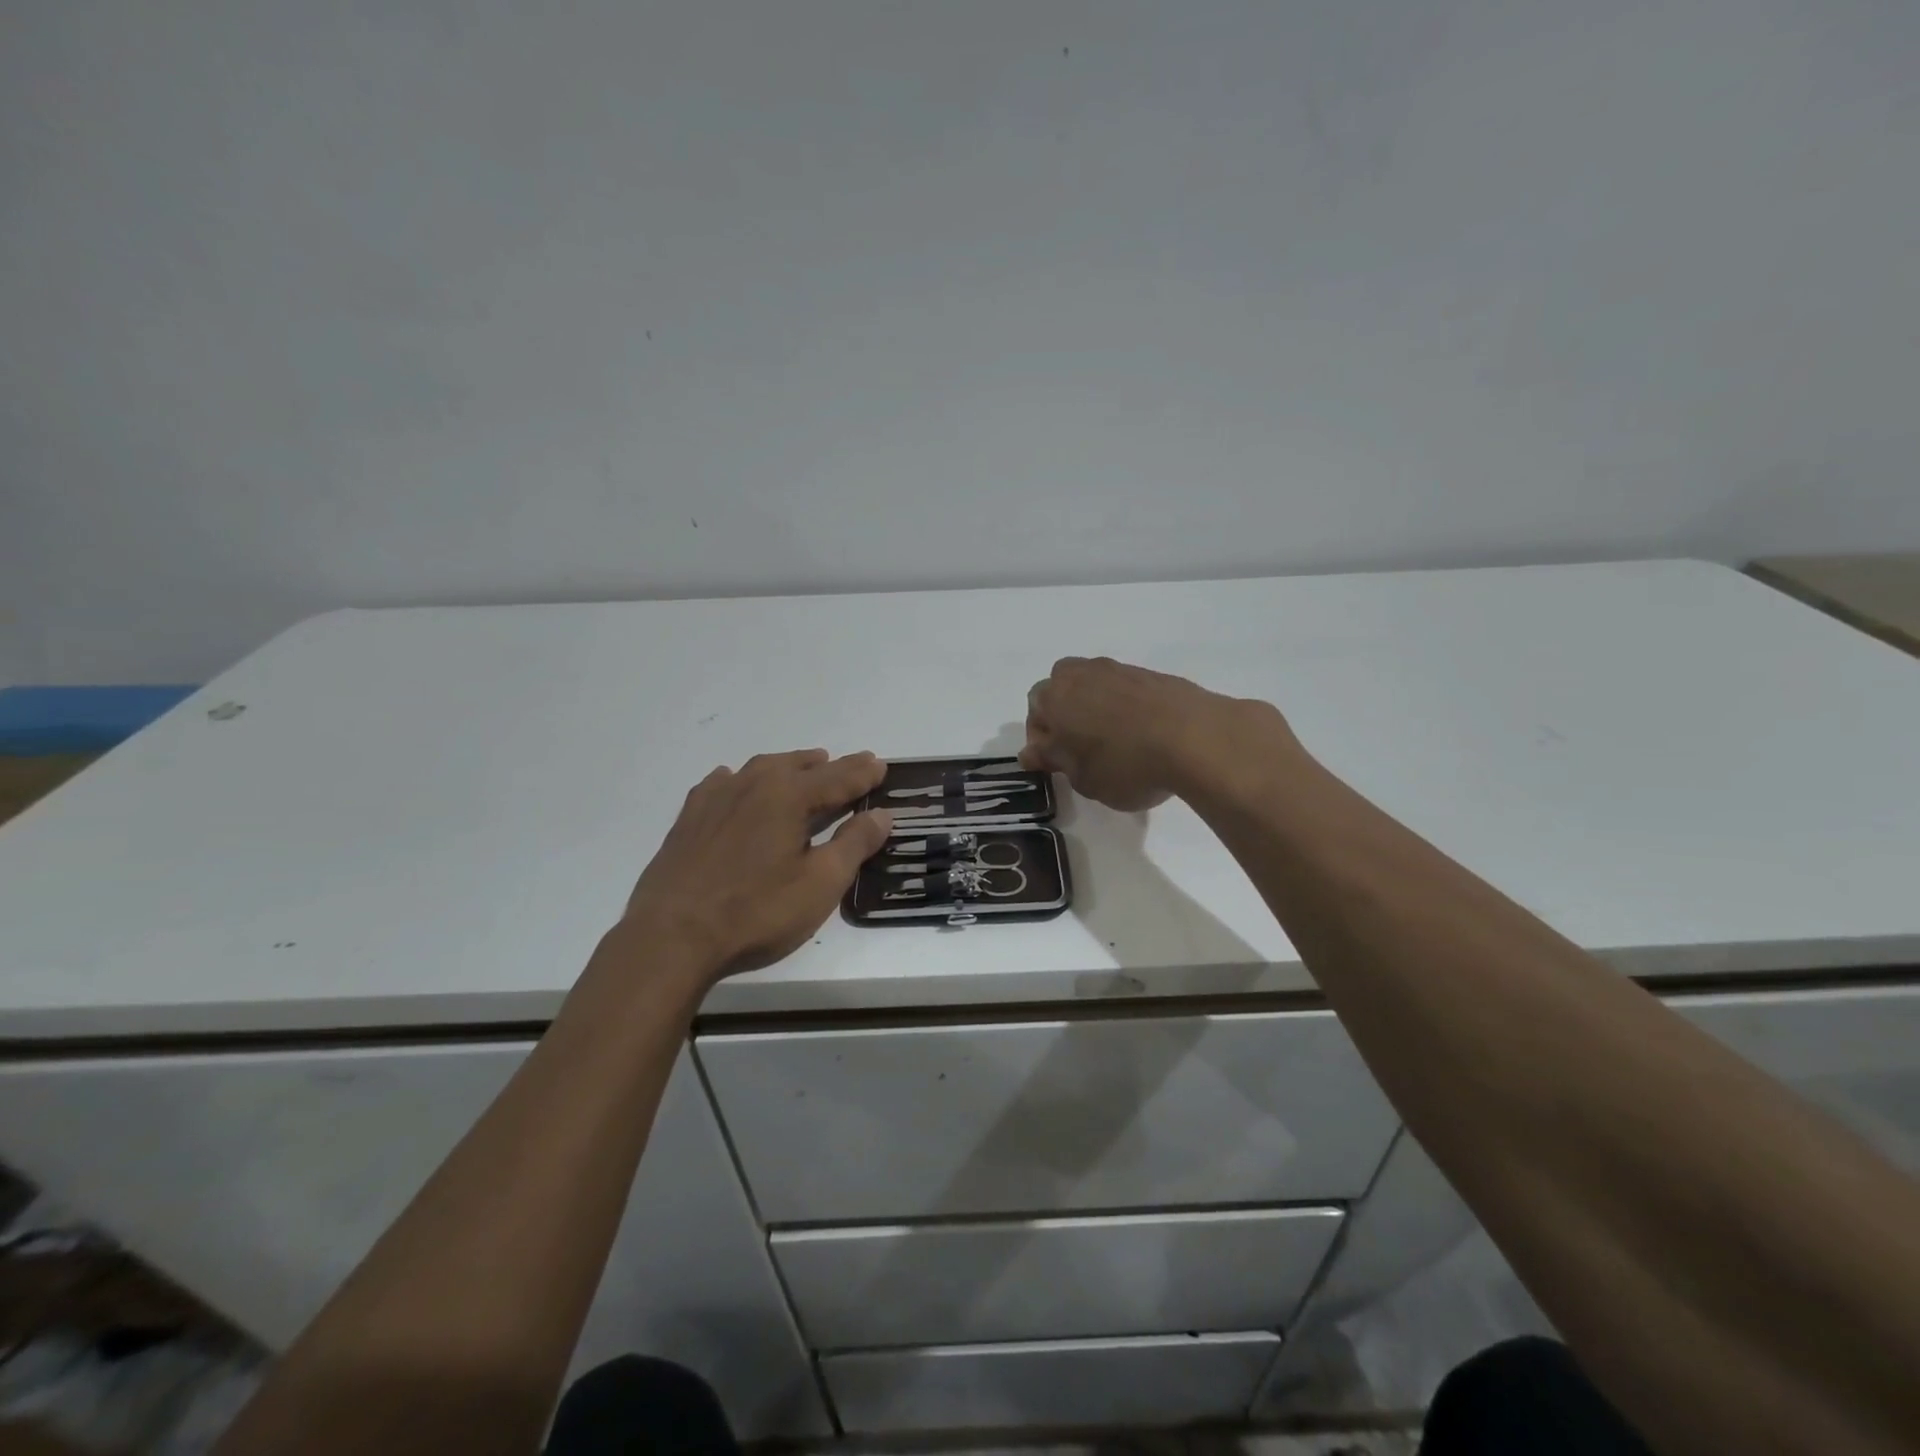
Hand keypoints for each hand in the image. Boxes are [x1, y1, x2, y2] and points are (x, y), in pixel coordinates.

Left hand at [620, 750, 891, 981]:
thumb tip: (881, 814)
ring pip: (761, 768)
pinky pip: (722, 783)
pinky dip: (742, 779)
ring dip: (789, 766)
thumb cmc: (756, 912)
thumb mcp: (820, 884)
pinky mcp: (688, 818)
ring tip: (805, 767)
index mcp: (788, 796)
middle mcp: (753, 785)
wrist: (671, 937)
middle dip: (830, 766)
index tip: (881, 764)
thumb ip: (854, 845)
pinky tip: (737, 784)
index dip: (863, 773)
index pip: (837, 778)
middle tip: (853, 766)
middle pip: (800, 767)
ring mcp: (716, 798)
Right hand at [1021, 657, 1291, 811]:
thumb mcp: (1082, 778)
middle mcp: (1083, 674)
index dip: (1041, 739)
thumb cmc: (1125, 764)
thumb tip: (1033, 752)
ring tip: (1114, 741)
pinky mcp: (1152, 675)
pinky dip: (1125, 707)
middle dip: (1064, 712)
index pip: (1034, 711)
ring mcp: (1120, 671)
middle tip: (1079, 746)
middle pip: (1062, 686)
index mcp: (1056, 697)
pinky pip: (1125, 690)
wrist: (1195, 737)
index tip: (1056, 762)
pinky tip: (1142, 734)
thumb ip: (1054, 761)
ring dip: (1095, 707)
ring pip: (1094, 685)